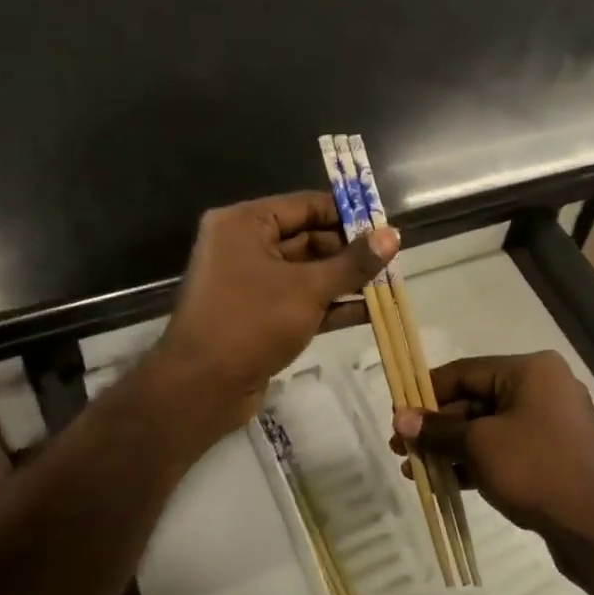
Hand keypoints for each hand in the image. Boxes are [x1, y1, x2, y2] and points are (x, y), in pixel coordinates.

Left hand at [151, 192, 396, 435]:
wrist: (201, 389)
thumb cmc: (251, 322)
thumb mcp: (309, 288)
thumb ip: (353, 263)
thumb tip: (393, 236)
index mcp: (245, 224)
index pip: (305, 205)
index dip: (346, 213)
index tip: (384, 224)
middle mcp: (244, 246)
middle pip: (308, 238)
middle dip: (350, 252)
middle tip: (392, 259)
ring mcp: (251, 283)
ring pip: (308, 272)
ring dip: (345, 280)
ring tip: (389, 284)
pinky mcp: (260, 316)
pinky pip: (301, 300)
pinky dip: (331, 305)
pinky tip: (370, 312)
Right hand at [394, 351, 593, 582]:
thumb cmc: (536, 470)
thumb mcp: (480, 446)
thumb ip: (438, 430)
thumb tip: (400, 419)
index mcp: (530, 370)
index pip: (465, 371)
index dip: (426, 392)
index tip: (397, 414)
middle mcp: (544, 387)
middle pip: (476, 399)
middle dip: (437, 426)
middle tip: (401, 449)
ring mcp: (552, 423)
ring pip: (489, 428)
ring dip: (452, 447)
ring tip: (414, 470)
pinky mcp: (554, 455)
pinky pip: (506, 449)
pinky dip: (477, 462)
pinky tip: (445, 483)